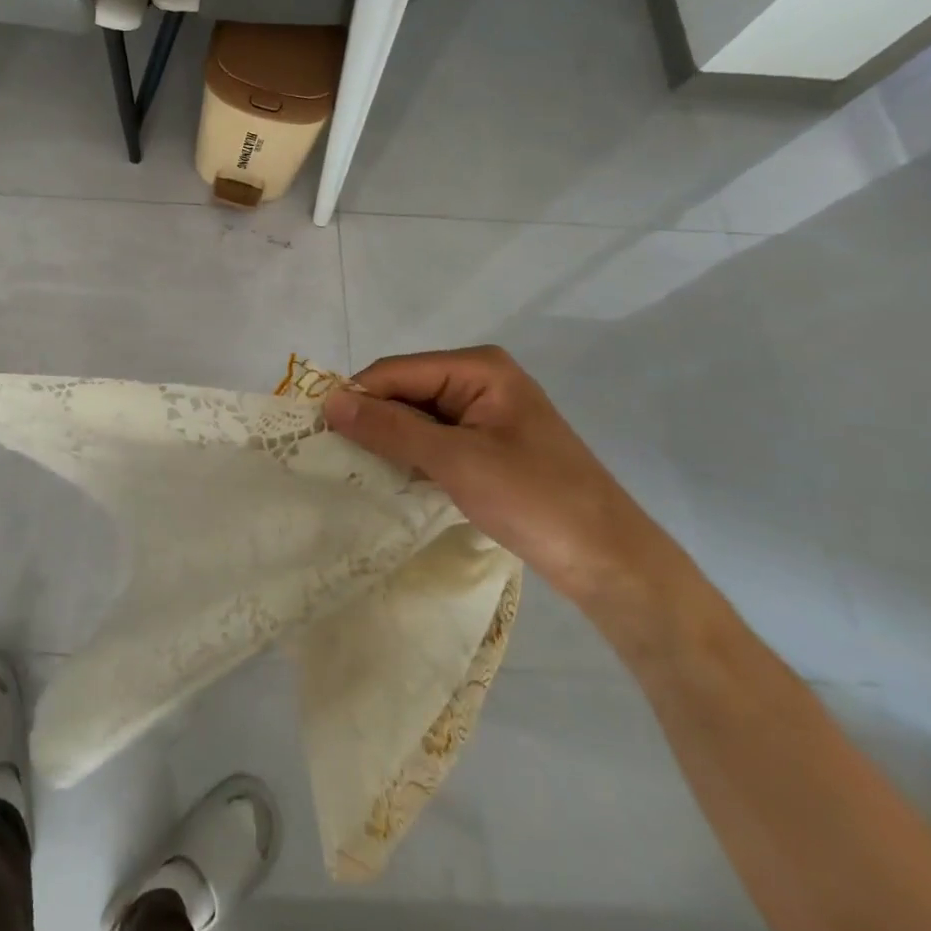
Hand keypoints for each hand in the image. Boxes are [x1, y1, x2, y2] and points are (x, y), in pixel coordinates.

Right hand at [322, 347, 674, 606]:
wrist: (611, 563)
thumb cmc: (535, 500)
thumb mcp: (455, 460)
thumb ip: (390, 428)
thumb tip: (329, 402)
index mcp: (478, 367)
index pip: (396, 371)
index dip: (357, 397)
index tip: (319, 432)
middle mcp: (479, 380)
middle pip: (404, 390)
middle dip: (372, 420)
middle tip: (334, 456)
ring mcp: (485, 413)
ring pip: (415, 417)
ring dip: (389, 441)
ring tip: (356, 470)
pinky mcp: (487, 445)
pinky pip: (433, 439)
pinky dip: (411, 455)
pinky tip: (392, 478)